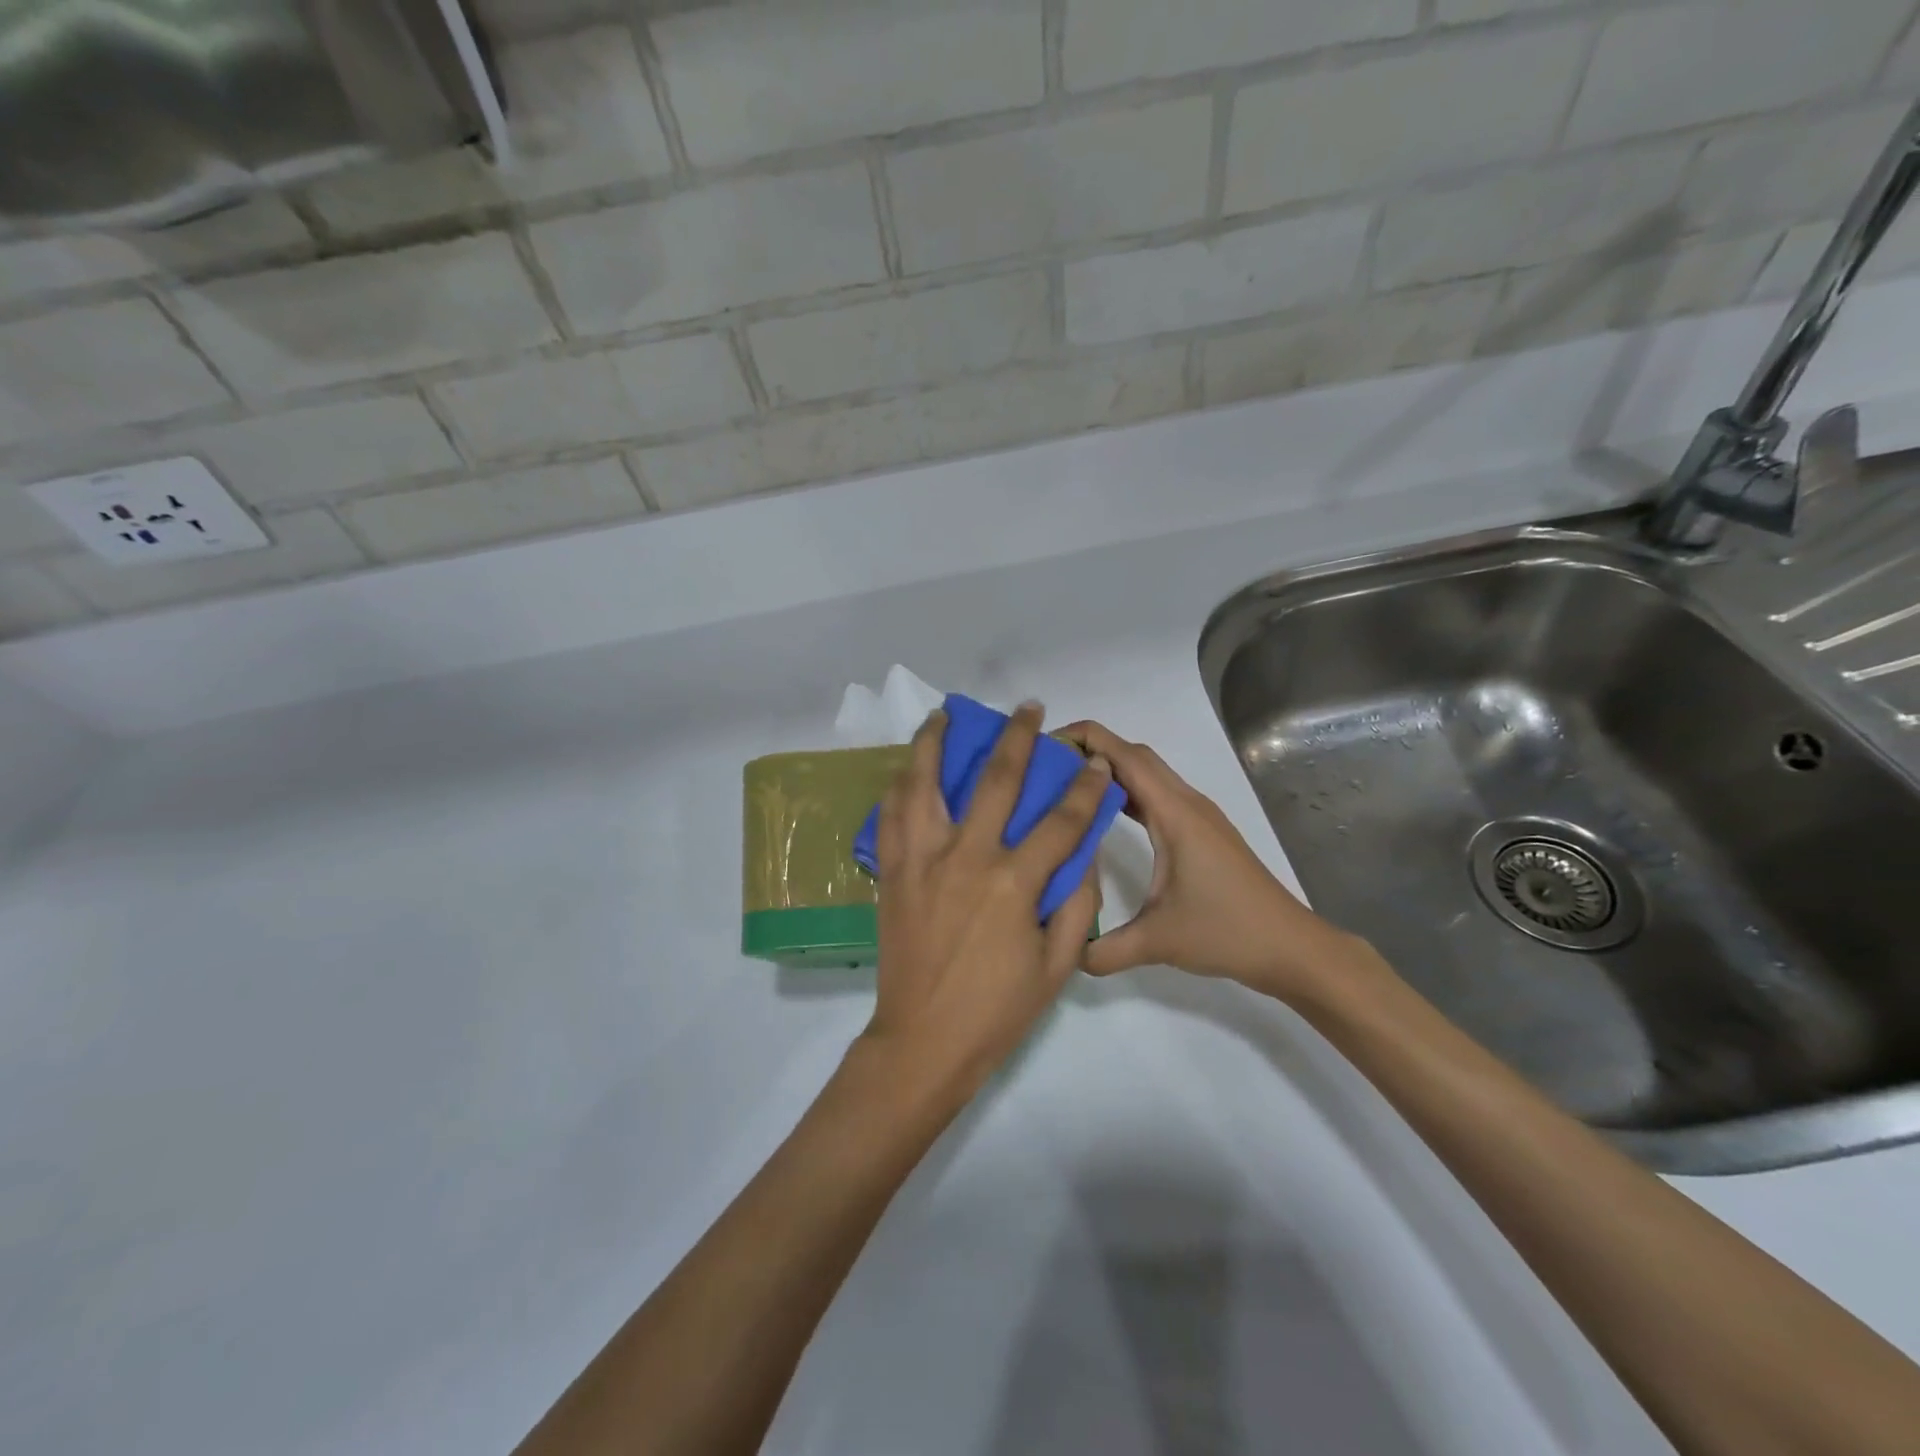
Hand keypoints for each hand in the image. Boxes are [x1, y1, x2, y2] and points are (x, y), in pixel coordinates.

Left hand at [863, 703, 1108, 1092]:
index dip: (1085, 787)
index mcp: (1013, 883)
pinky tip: (906, 769)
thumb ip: (1077, 904)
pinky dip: (899, 786)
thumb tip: (1085, 854)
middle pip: (996, 780)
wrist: (923, 1042)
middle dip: (1019, 738)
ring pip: (925, 783)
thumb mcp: (1057, 965)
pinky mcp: (891, 872)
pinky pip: (891, 817)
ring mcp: (921, 860)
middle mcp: (966, 857)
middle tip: (1029, 709)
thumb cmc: (997, 1010)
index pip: (1062, 820)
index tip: (1096, 762)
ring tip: (944, 715)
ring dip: (935, 742)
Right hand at [1058, 720, 1359, 1001]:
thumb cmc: (1227, 933)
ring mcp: (1197, 816)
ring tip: (1066, 785)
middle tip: (1047, 766)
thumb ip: (1105, 949)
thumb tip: (1065, 954)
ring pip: (1148, 774)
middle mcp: (1186, 804)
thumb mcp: (1158, 942)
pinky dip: (1127, 792)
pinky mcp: (1201, 832)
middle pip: (1135, 755)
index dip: (1086, 739)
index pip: (1125, 756)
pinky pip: (1157, 796)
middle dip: (1091, 749)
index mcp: (1175, 814)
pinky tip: (1102, 815)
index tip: (1044, 745)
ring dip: (1110, 770)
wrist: (1290, 947)